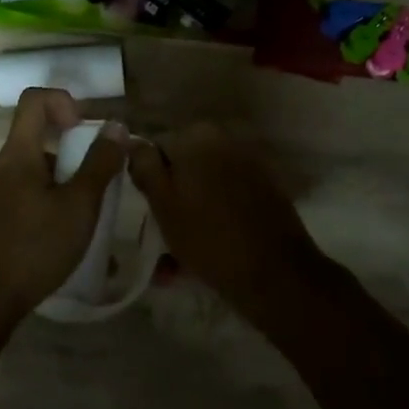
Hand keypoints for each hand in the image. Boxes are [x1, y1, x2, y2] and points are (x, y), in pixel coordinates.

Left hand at [0, 89, 128, 320]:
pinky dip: (49, 206)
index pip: (34, 100)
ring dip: (64, 186)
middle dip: (74, 156)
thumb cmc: (35, 247)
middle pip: (38, 140)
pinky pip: (25, 198)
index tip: (84, 132)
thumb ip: (100, 164)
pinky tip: (66, 243)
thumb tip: (116, 127)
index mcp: (16, 154)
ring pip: (34, 174)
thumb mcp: (79, 206)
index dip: (64, 102)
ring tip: (88, 222)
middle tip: (97, 188)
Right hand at [127, 124, 329, 320]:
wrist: (275, 273)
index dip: (148, 183)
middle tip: (162, 236)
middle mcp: (226, 141)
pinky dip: (213, 220)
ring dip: (190, 215)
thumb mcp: (162, 202)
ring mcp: (249, 165)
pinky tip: (206, 253)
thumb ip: (144, 165)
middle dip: (171, 200)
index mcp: (198, 136)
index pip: (156, 150)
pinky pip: (226, 201)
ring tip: (179, 258)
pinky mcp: (265, 191)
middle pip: (183, 169)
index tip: (148, 213)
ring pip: (204, 188)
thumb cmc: (208, 236)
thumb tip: (132, 141)